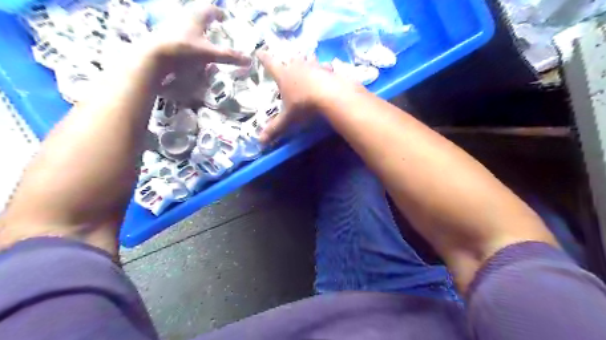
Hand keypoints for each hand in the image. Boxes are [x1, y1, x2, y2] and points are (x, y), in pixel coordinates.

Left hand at [144, 3, 249, 81]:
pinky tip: (189, 51)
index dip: (218, 13)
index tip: (224, 18)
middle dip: (207, 21)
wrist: (152, 58)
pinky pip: (179, 35)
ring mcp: (172, 28)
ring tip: (203, 41)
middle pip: (197, 16)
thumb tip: (249, 60)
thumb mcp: (210, 54)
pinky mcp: (164, 38)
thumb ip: (229, 56)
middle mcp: (183, 19)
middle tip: (215, 29)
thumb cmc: (183, 51)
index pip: (210, 10)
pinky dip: (188, 40)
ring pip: (187, 25)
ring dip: (196, 31)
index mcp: (195, 18)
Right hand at [255, 50, 358, 143]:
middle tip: (287, 62)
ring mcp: (314, 65)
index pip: (269, 63)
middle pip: (290, 59)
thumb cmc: (304, 105)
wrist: (331, 96)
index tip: (258, 51)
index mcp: (283, 75)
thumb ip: (275, 128)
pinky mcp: (328, 69)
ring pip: (308, 59)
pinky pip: (325, 66)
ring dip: (307, 61)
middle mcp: (297, 66)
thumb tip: (259, 142)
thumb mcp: (288, 119)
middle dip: (288, 60)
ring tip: (308, 62)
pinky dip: (324, 68)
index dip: (263, 58)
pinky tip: (327, 71)